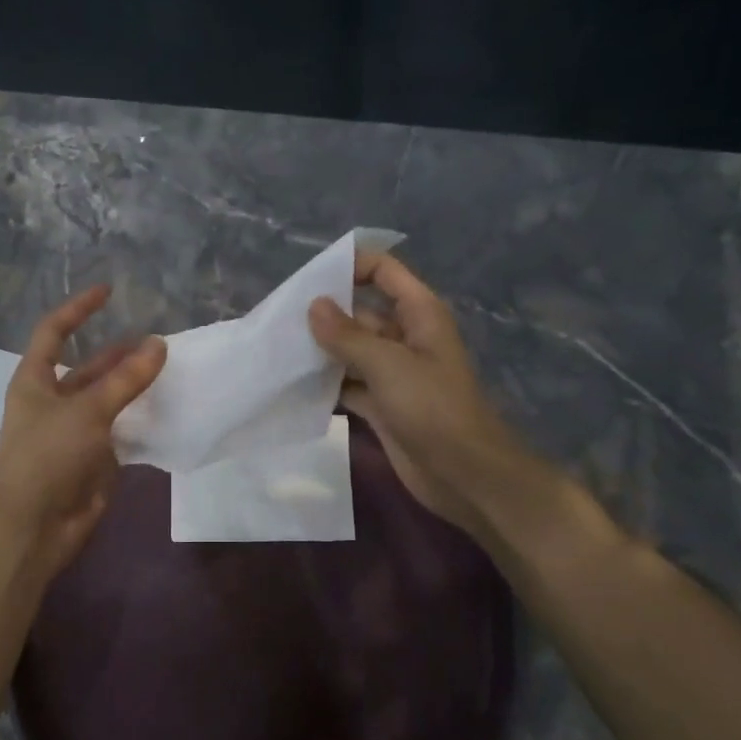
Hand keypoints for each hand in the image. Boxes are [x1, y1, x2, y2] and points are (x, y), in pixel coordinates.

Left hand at [0, 286, 165, 582]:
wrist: (34, 525)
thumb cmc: (48, 455)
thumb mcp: (87, 410)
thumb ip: (126, 379)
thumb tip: (159, 344)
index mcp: (35, 380)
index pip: (54, 332)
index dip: (78, 309)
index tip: (109, 292)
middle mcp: (53, 401)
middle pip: (88, 367)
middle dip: (120, 354)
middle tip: (159, 343)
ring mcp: (74, 432)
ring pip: (108, 400)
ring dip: (133, 387)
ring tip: (170, 371)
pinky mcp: (93, 459)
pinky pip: (119, 431)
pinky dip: (140, 420)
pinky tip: (167, 410)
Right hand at [308, 252, 532, 542]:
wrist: (462, 473)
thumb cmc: (432, 407)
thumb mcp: (388, 364)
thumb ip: (347, 335)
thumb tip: (313, 306)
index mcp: (418, 314)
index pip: (383, 272)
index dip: (351, 266)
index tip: (309, 278)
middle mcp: (405, 337)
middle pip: (361, 313)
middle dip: (325, 314)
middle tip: (280, 320)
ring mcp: (393, 373)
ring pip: (351, 351)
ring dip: (321, 352)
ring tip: (278, 350)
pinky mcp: (382, 405)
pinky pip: (348, 385)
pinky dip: (326, 385)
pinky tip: (293, 385)